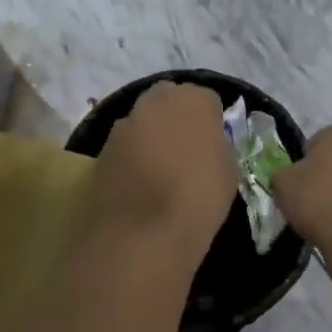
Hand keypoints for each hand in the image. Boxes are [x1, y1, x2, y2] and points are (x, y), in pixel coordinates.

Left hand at [89, 82, 237, 254]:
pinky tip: (139, 183)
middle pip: (169, 99)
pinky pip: (124, 145)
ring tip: (160, 169)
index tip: (213, 143)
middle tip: (185, 149)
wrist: (145, 232)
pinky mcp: (102, 149)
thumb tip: (206, 142)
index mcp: (192, 99)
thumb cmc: (199, 197)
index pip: (207, 99)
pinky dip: (132, 156)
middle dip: (176, 118)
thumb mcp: (229, 169)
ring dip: (151, 135)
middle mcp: (154, 101)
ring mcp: (124, 124)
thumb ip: (217, 144)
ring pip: (143, 121)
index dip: (211, 121)